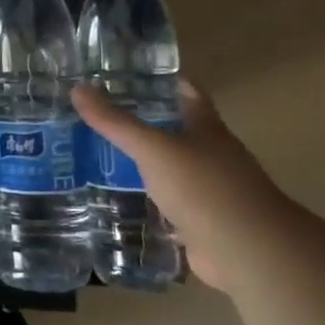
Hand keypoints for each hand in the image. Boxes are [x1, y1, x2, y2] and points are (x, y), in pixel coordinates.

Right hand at [72, 79, 278, 291]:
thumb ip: (115, 122)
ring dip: (144, 163)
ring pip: (171, 168)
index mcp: (207, 128)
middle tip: (100, 114)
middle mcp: (212, 155)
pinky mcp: (201, 223)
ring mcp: (209, 191)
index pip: (187, 92)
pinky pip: (168, 204)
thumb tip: (77, 88)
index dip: (163, 79)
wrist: (246, 252)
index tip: (128, 72)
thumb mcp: (153, 148)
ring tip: (100, 154)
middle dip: (144, 121)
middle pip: (177, 130)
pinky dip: (147, 201)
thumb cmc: (204, 187)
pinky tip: (119, 199)